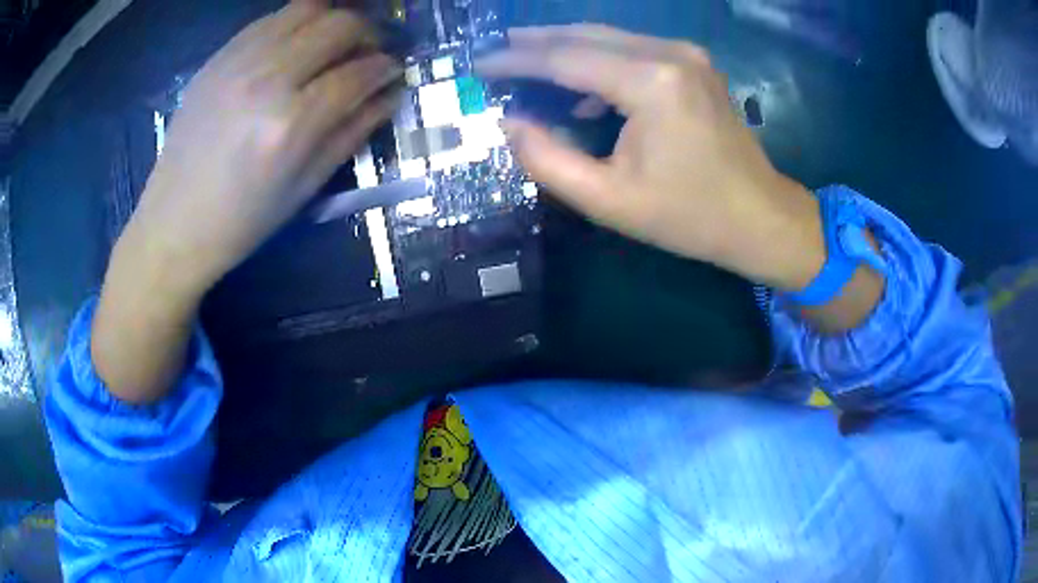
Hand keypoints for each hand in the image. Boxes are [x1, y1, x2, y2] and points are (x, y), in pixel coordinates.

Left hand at [120, 1, 402, 295]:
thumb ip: (352, 133)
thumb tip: (390, 95)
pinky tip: (295, 46)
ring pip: (307, 8)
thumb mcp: (305, 188)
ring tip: (333, 43)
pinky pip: (270, 18)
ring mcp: (239, 62)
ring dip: (332, 20)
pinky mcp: (218, 57)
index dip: (386, 68)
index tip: (393, 72)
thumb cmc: (241, 221)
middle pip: (339, 25)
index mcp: (292, 123)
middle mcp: (268, 79)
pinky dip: (295, 24)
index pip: (359, 73)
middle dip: (367, 34)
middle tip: (366, 53)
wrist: (173, 224)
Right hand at [477, 25, 825, 290]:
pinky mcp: (695, 64)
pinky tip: (581, 87)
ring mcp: (687, 54)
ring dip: (565, 46)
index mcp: (650, 83)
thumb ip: (547, 159)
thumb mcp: (608, 200)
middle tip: (496, 51)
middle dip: (536, 41)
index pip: (564, 58)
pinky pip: (633, 49)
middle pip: (586, 34)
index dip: (517, 60)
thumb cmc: (688, 216)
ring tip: (525, 60)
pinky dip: (599, 59)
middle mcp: (669, 54)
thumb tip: (510, 122)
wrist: (760, 218)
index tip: (480, 65)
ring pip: (609, 36)